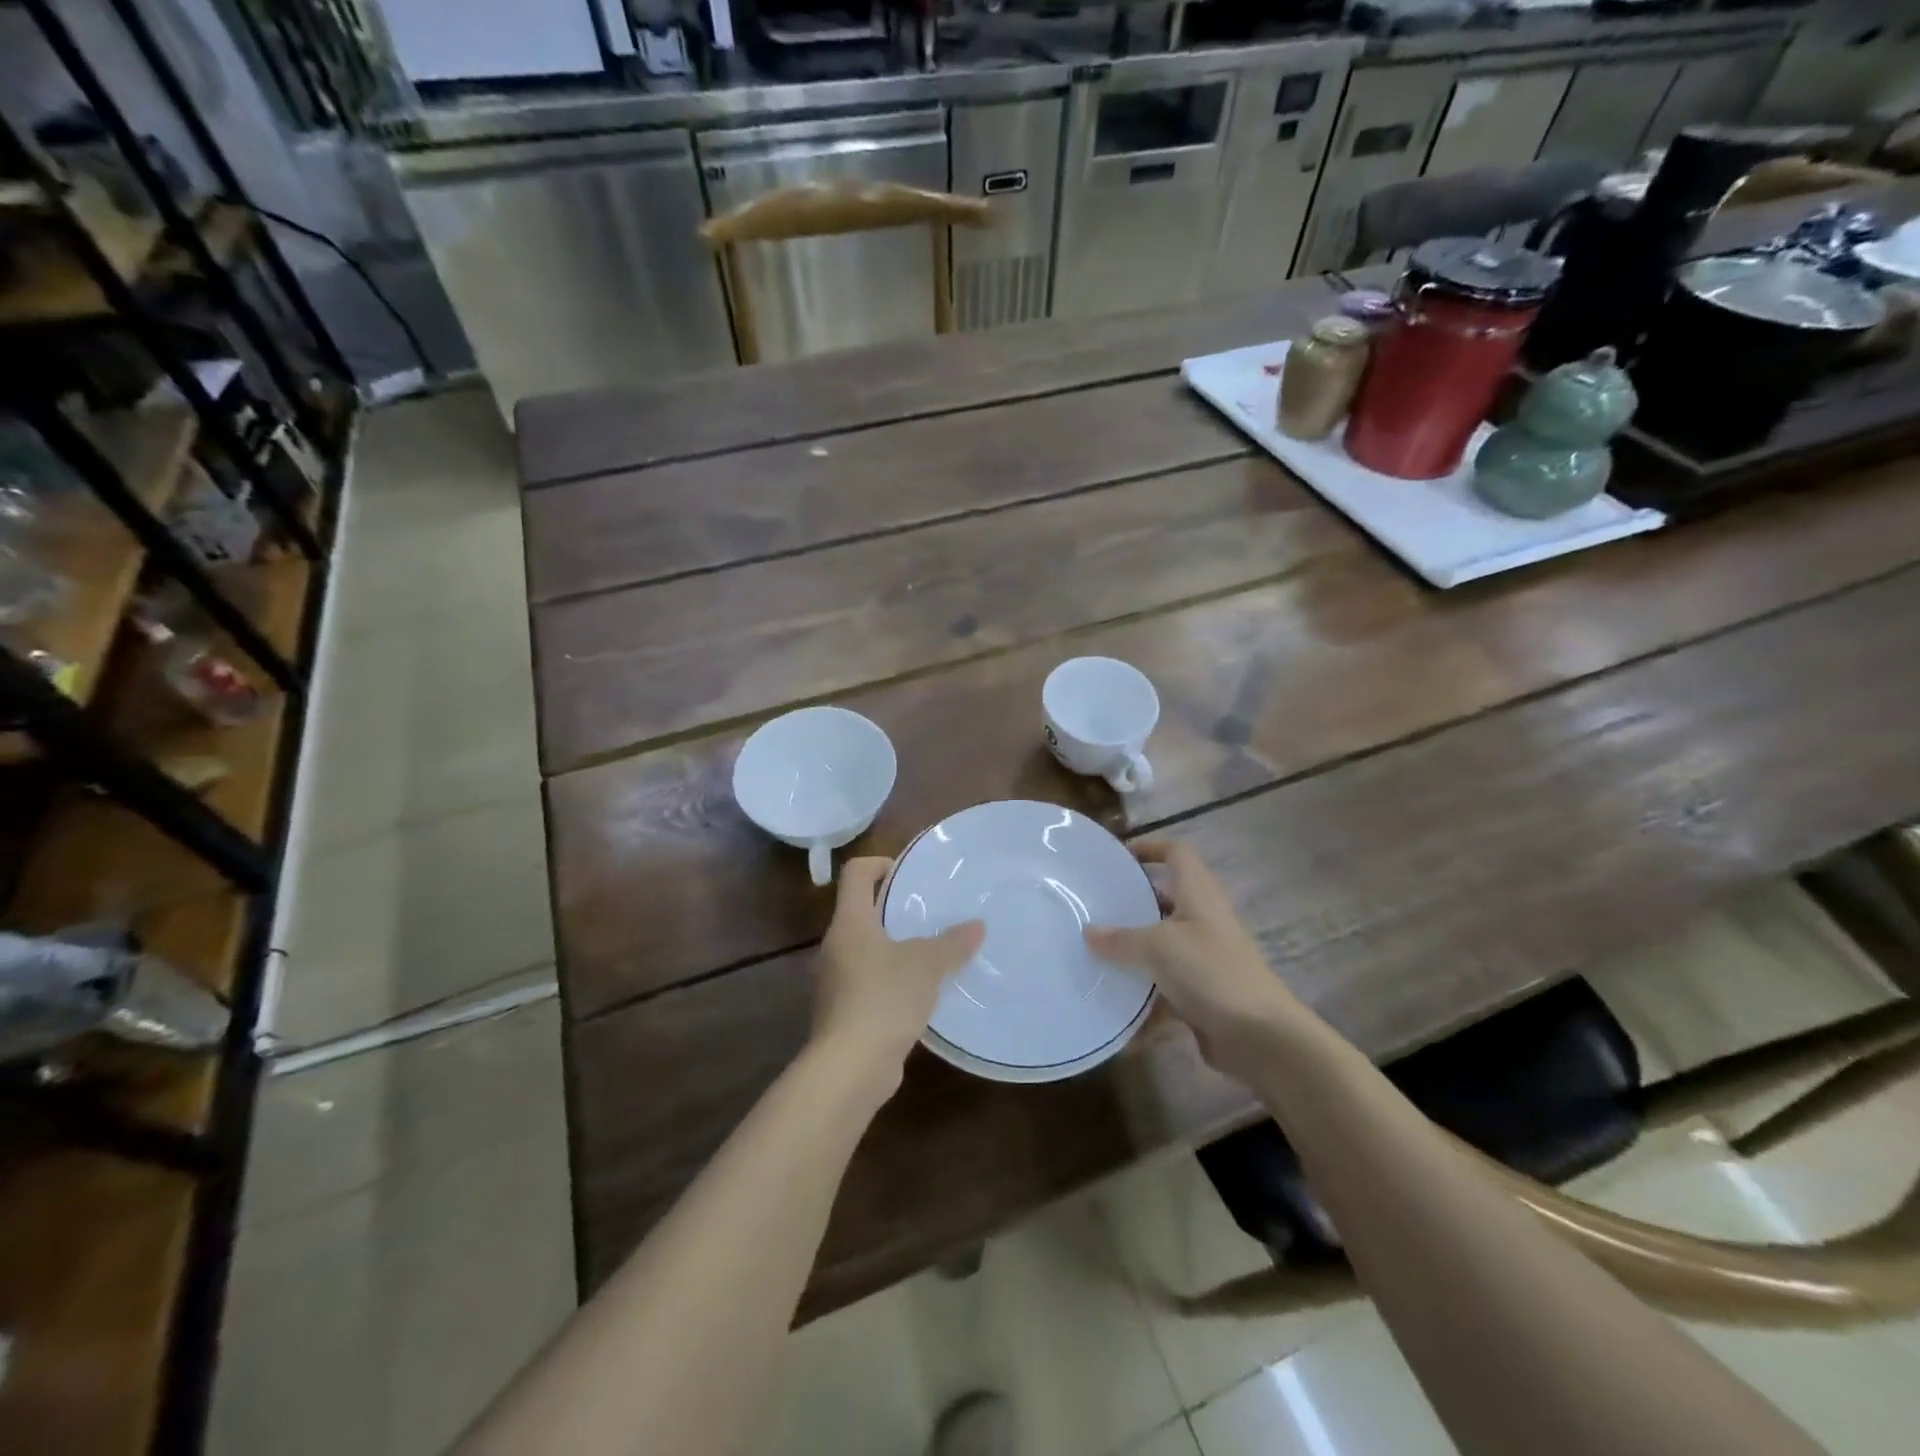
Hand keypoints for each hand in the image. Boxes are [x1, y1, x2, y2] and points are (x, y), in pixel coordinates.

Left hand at [811, 857, 983, 1088]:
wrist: (850, 1068)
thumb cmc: (884, 998)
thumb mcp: (926, 965)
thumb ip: (952, 943)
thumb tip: (977, 926)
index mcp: (850, 923)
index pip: (855, 874)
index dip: (879, 863)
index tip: (908, 874)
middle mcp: (836, 946)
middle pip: (861, 911)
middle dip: (893, 908)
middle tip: (930, 912)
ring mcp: (835, 981)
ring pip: (866, 949)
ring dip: (894, 947)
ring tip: (931, 952)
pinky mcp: (843, 1012)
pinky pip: (869, 982)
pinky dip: (891, 980)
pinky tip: (920, 993)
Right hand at [1083, 840, 1310, 1079]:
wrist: (1260, 1035)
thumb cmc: (1211, 972)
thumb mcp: (1158, 947)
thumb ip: (1120, 939)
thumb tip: (1088, 932)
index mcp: (1199, 894)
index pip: (1177, 853)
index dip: (1150, 848)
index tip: (1118, 858)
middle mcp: (1203, 919)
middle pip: (1166, 897)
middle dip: (1133, 901)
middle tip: (1095, 906)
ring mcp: (1205, 956)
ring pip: (1163, 943)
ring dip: (1134, 948)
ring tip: (1094, 950)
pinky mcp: (1202, 991)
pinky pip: (1165, 983)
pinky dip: (1143, 990)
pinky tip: (1113, 1000)